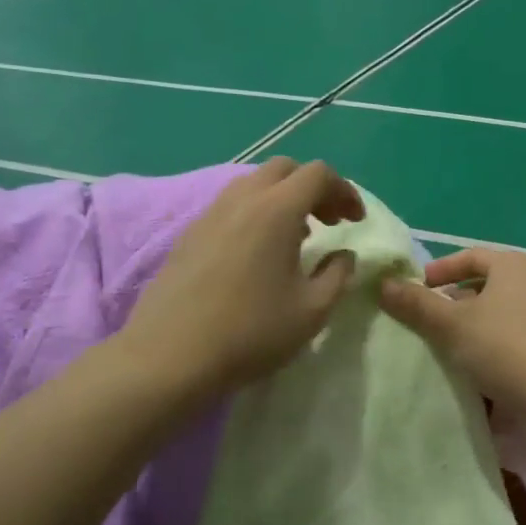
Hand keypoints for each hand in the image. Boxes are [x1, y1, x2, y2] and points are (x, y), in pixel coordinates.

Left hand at [120, 158, 364, 400]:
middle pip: (284, 168)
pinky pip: (230, 205)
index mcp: (277, 210)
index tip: (355, 222)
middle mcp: (242, 199)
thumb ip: (337, 275)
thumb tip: (344, 255)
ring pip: (253, 183)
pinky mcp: (189, 233)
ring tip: (295, 237)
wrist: (170, 356)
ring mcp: (210, 213)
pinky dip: (255, 212)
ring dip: (282, 198)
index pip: (318, 174)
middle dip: (313, 187)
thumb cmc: (250, 332)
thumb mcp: (312, 311)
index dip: (344, 191)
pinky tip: (257, 253)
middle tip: (328, 222)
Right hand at [378, 248, 525, 411]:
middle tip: (425, 317)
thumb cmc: (505, 347)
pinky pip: (509, 331)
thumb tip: (383, 284)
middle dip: (452, 299)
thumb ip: (417, 304)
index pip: (469, 257)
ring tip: (443, 342)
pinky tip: (471, 363)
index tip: (415, 288)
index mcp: (513, 265)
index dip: (439, 270)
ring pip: (495, 309)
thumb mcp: (452, 325)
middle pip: (483, 282)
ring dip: (468, 322)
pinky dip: (487, 340)